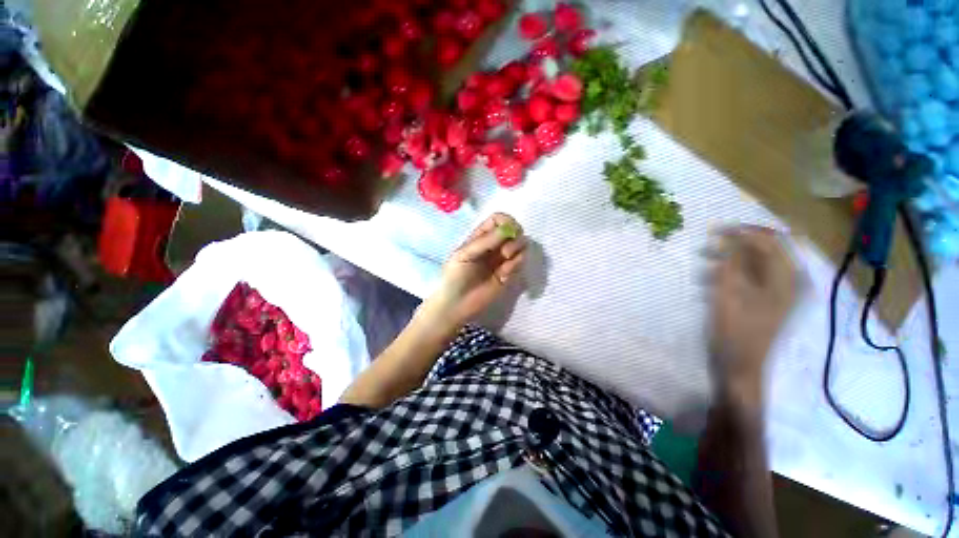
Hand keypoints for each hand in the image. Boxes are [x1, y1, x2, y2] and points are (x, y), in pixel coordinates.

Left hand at [426, 213, 527, 327]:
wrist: (456, 305)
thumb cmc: (454, 277)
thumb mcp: (464, 255)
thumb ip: (484, 242)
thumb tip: (508, 229)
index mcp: (480, 237)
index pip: (498, 220)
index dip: (507, 221)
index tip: (510, 231)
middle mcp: (494, 245)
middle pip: (514, 230)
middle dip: (515, 237)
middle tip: (505, 253)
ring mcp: (502, 259)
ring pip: (521, 245)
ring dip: (517, 252)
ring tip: (505, 266)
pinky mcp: (509, 273)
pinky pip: (520, 262)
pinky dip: (516, 266)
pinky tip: (503, 276)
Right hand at [706, 226, 797, 408]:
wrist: (741, 366)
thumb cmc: (734, 330)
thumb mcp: (729, 293)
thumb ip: (732, 263)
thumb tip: (729, 237)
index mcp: (787, 279)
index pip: (771, 241)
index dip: (744, 231)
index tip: (715, 230)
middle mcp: (791, 282)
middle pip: (768, 249)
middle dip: (737, 244)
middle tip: (708, 246)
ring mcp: (781, 293)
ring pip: (758, 263)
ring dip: (732, 258)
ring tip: (704, 263)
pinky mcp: (770, 301)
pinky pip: (754, 276)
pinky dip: (733, 273)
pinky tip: (711, 280)